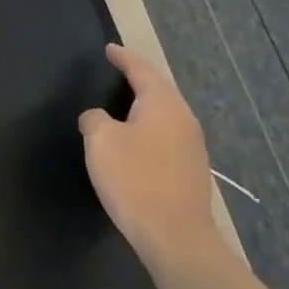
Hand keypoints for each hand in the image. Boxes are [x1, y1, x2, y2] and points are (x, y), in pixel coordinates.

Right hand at [79, 43, 217, 264]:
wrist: (177, 239)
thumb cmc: (135, 180)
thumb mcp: (101, 142)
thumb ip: (95, 119)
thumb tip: (98, 118)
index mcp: (162, 103)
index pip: (140, 69)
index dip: (123, 57)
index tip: (109, 49)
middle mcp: (183, 118)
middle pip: (159, 89)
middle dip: (139, 79)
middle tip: (118, 72)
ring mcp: (193, 146)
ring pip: (166, 114)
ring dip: (146, 106)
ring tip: (125, 105)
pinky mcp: (193, 171)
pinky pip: (168, 136)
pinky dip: (151, 130)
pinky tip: (138, 141)